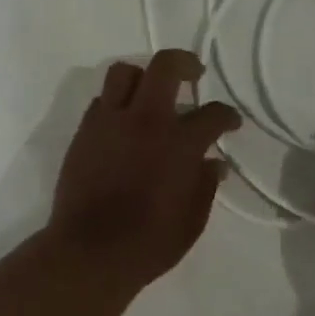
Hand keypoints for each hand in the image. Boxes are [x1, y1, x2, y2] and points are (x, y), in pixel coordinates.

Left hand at [48, 50, 242, 290]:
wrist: (89, 253)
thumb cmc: (149, 243)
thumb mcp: (192, 220)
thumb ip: (205, 185)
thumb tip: (212, 163)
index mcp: (180, 143)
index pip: (213, 114)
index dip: (227, 116)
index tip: (230, 123)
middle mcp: (146, 121)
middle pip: (165, 66)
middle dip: (184, 62)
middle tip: (193, 73)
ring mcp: (110, 122)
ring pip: (124, 72)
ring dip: (142, 77)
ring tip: (150, 93)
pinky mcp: (84, 133)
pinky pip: (101, 101)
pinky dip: (117, 104)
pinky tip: (124, 124)